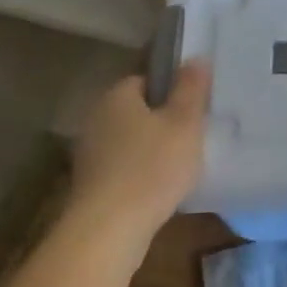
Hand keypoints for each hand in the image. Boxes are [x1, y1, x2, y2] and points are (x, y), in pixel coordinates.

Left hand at [69, 62, 211, 240]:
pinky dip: (141, 173)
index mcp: (117, 96)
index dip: (172, 90)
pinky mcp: (91, 184)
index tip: (195, 107)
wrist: (110, 229)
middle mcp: (96, 118)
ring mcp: (90, 153)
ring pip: (130, 141)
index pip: (146, 79)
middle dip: (162, 121)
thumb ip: (191, 89)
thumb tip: (196, 57)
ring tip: (183, 164)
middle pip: (136, 111)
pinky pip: (123, 167)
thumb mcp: (184, 124)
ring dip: (152, 149)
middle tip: (194, 135)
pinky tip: (162, 188)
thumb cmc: (152, 168)